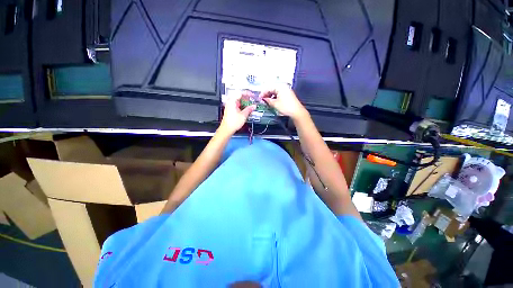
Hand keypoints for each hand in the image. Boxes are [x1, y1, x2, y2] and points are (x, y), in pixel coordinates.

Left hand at [219, 91, 255, 134]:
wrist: (227, 129)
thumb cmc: (232, 123)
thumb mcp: (243, 115)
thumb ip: (249, 109)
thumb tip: (253, 106)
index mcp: (232, 101)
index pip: (240, 93)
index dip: (247, 93)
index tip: (252, 95)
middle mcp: (230, 102)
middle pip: (239, 96)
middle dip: (246, 98)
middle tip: (252, 100)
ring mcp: (230, 106)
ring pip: (238, 101)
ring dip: (244, 102)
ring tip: (250, 105)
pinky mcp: (230, 110)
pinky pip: (237, 105)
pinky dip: (242, 106)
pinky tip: (246, 109)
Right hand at [259, 86, 307, 119]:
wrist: (297, 112)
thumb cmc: (286, 107)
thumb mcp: (275, 104)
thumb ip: (268, 100)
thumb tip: (264, 99)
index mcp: (280, 87)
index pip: (269, 88)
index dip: (263, 93)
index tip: (259, 98)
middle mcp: (283, 86)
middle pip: (272, 89)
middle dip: (267, 94)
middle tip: (263, 100)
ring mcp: (286, 90)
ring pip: (275, 91)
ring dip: (271, 96)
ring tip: (267, 102)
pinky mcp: (288, 94)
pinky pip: (279, 94)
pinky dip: (275, 97)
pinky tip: (273, 102)